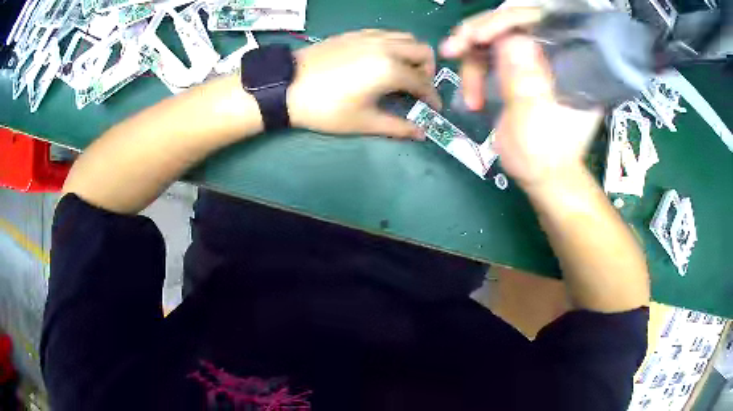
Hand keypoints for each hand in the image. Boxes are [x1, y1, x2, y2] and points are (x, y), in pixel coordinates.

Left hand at [287, 30, 440, 139]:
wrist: (286, 86)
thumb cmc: (325, 108)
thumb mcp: (363, 122)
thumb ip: (397, 127)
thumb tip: (421, 134)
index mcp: (390, 69)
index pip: (423, 82)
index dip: (432, 97)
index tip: (434, 108)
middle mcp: (386, 46)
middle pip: (423, 51)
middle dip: (428, 70)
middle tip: (418, 88)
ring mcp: (370, 36)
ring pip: (406, 38)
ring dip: (412, 54)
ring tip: (403, 73)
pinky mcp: (355, 33)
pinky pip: (386, 34)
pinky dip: (395, 45)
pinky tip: (382, 60)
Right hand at [440, 8, 601, 188]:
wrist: (542, 178)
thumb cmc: (544, 157)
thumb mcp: (534, 120)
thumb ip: (524, 79)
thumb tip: (510, 38)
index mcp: (571, 65)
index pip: (540, 24)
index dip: (505, 23)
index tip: (475, 36)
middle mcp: (554, 56)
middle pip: (513, 25)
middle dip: (479, 34)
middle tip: (452, 47)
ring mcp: (535, 62)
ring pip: (497, 39)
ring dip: (472, 56)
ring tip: (458, 77)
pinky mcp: (520, 71)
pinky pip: (491, 57)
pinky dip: (475, 69)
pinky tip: (470, 94)